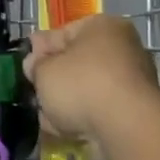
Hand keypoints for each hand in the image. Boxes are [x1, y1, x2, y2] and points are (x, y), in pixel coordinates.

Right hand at [23, 15, 159, 159]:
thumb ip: (35, 64)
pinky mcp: (133, 113)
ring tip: (49, 117)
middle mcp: (122, 49)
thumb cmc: (81, 85)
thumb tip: (35, 63)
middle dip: (54, 81)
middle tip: (36, 94)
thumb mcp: (44, 69)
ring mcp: (131, 83)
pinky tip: (65, 131)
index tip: (27, 68)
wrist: (125, 130)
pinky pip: (98, 112)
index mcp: (103, 27)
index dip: (40, 50)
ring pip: (85, 90)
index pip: (62, 33)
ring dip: (65, 104)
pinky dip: (82, 120)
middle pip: (76, 64)